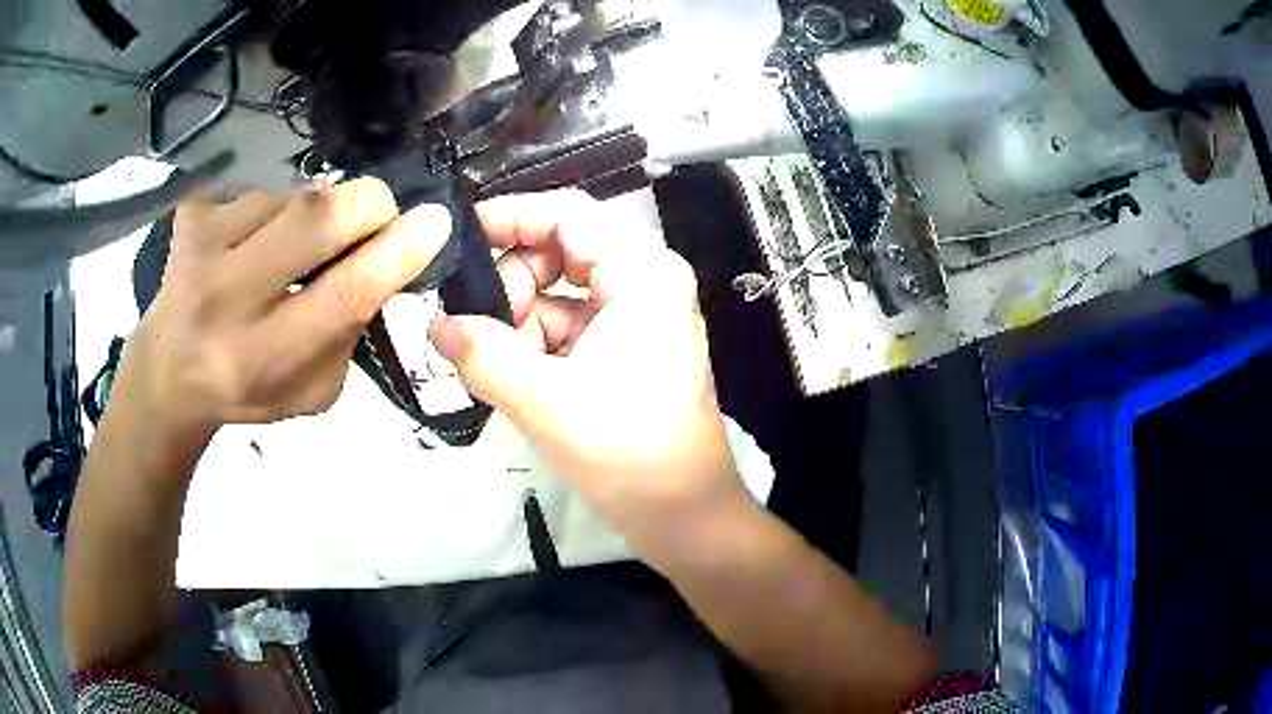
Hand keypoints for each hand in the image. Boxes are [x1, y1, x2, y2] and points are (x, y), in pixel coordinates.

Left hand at [113, 178, 449, 440]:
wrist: (168, 370)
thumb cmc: (248, 387)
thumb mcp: (312, 390)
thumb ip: (351, 333)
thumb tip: (388, 255)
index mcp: (261, 358)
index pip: (341, 295)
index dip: (396, 254)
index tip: (434, 223)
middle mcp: (225, 298)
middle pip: (318, 219)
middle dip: (369, 206)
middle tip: (377, 218)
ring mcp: (202, 245)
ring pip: (294, 195)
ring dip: (315, 213)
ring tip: (295, 246)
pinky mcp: (191, 211)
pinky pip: (261, 187)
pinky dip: (276, 207)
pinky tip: (257, 238)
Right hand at [430, 190, 751, 556]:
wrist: (684, 516)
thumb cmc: (628, 453)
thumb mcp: (545, 400)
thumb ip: (481, 355)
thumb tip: (432, 324)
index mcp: (642, 274)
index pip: (567, 215)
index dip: (510, 215)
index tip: (457, 237)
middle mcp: (643, 283)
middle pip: (559, 252)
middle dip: (511, 285)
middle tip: (475, 328)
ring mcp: (634, 319)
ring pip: (556, 294)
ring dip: (517, 323)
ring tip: (490, 364)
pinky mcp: (623, 352)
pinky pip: (565, 329)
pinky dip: (532, 347)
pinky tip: (509, 377)